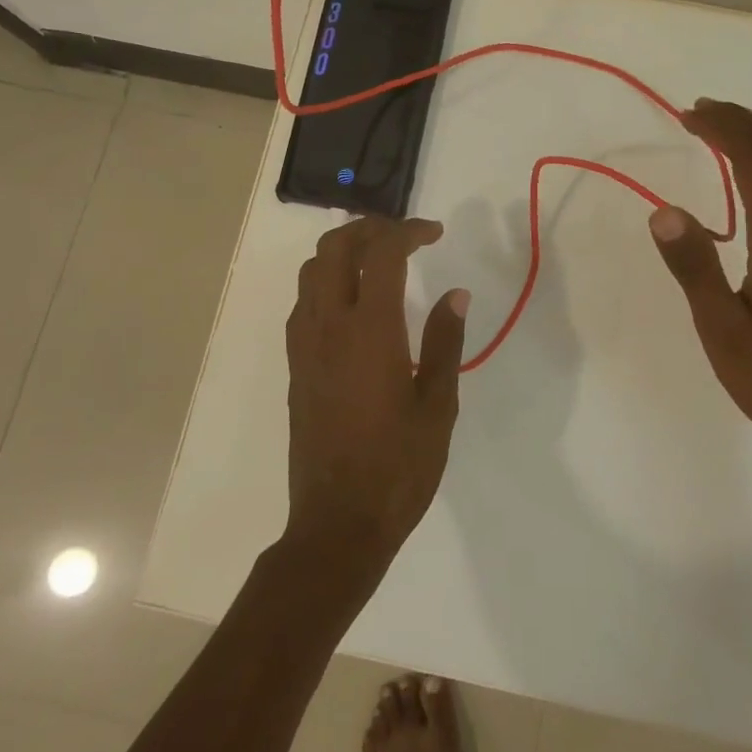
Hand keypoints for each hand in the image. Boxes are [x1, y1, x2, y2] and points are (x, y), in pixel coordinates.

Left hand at [283, 215, 469, 576]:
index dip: (409, 231)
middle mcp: (330, 327)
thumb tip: (455, 294)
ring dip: (343, 251)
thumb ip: (446, 343)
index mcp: (371, 331)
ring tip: (378, 260)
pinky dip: (326, 282)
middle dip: (369, 228)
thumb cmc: (399, 467)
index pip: (383, 253)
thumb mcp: (438, 406)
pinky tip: (353, 303)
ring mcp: (305, 346)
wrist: (338, 523)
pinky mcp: (295, 366)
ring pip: (311, 270)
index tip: (435, 233)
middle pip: (336, 248)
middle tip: (404, 236)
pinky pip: (303, 303)